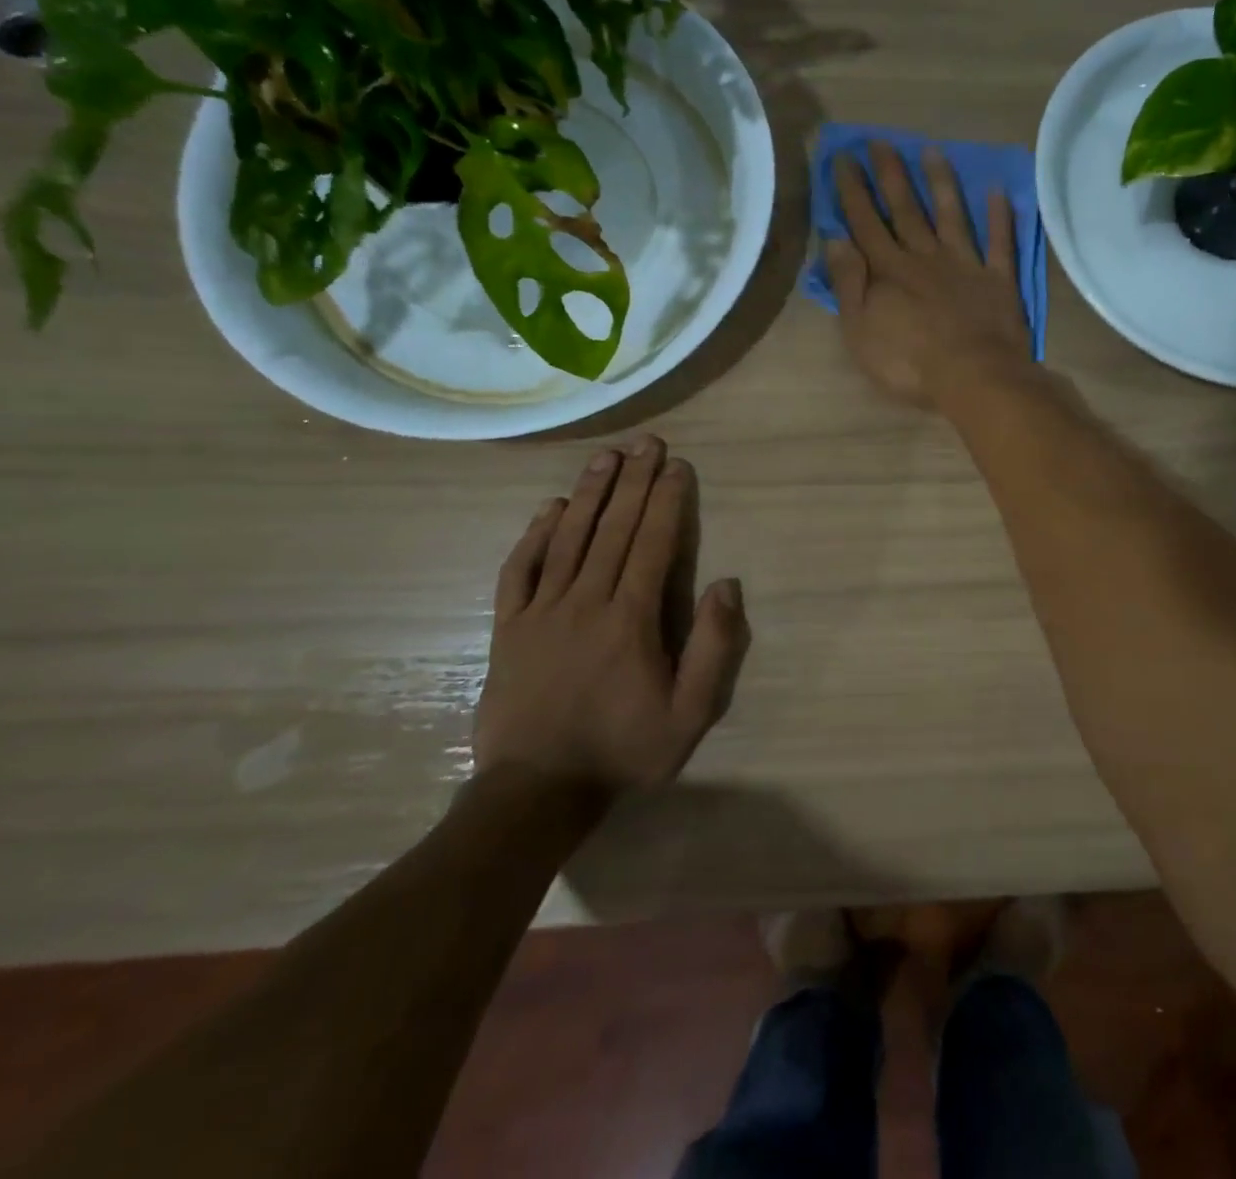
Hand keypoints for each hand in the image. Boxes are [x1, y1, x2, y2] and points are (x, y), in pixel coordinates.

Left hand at [474, 436, 750, 796]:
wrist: (536, 792)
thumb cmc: (623, 750)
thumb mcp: (690, 714)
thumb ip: (714, 648)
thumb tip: (726, 584)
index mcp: (631, 619)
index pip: (652, 544)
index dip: (666, 501)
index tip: (676, 466)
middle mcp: (585, 602)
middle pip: (612, 529)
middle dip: (633, 482)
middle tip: (645, 443)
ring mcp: (541, 612)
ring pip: (567, 539)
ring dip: (589, 493)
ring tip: (606, 457)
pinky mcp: (508, 628)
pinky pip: (519, 570)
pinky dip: (534, 535)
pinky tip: (549, 508)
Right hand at [824, 141, 1030, 409]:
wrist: (973, 377)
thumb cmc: (909, 363)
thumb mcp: (861, 330)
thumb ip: (849, 284)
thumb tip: (836, 239)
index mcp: (889, 271)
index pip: (866, 223)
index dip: (853, 190)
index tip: (844, 158)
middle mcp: (925, 258)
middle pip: (906, 210)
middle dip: (891, 175)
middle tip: (881, 140)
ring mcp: (965, 266)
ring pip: (950, 216)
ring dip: (941, 183)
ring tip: (932, 151)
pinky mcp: (997, 280)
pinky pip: (999, 243)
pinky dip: (1000, 218)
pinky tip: (998, 191)